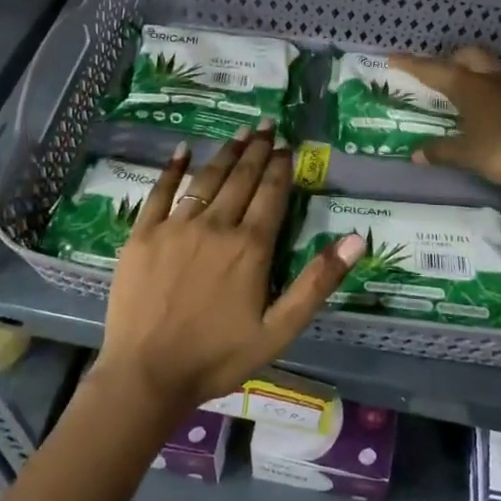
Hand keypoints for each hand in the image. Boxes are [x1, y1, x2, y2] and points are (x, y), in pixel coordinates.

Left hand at [93, 125, 364, 415]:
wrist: (148, 375)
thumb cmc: (219, 357)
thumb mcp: (280, 330)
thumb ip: (317, 282)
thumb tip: (356, 239)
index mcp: (250, 246)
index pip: (271, 193)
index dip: (281, 166)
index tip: (287, 146)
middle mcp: (215, 225)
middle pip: (241, 178)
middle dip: (257, 150)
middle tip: (267, 125)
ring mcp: (176, 226)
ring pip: (207, 178)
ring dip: (226, 152)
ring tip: (240, 132)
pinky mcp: (143, 234)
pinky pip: (160, 192)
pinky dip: (173, 168)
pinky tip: (183, 150)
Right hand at [390, 46, 500, 185]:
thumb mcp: (466, 154)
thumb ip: (440, 151)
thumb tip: (415, 155)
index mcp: (468, 86)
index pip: (432, 70)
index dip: (411, 64)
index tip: (393, 57)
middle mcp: (493, 76)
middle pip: (470, 55)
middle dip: (456, 59)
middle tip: (448, 71)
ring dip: (495, 60)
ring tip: (489, 70)